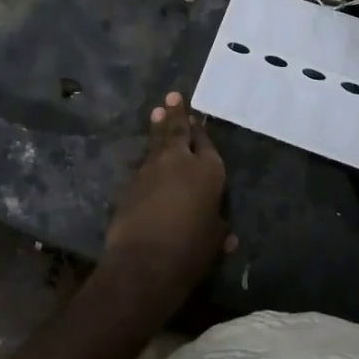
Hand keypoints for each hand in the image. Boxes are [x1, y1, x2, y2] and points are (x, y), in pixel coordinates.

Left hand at [103, 93, 234, 302]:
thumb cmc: (190, 252)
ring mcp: (152, 169)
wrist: (143, 263)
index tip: (198, 119)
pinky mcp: (131, 182)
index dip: (202, 132)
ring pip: (158, 142)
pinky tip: (148, 156)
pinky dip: (148, 156)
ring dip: (159, 126)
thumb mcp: (213, 242)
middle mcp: (181, 161)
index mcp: (208, 171)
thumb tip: (228, 237)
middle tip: (174, 96)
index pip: (206, 143)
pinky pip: (143, 163)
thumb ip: (218, 231)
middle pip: (179, 131)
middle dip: (178, 113)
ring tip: (158, 111)